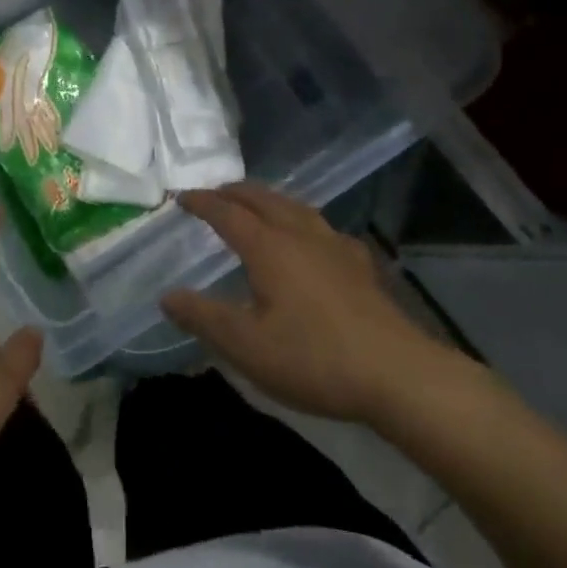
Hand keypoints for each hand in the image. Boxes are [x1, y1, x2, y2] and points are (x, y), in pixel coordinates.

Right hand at [162, 181, 464, 423]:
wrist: (399, 375)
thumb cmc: (314, 358)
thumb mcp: (247, 346)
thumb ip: (203, 317)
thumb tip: (167, 296)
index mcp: (268, 247)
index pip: (227, 212)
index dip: (202, 202)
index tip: (180, 198)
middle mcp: (300, 234)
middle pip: (262, 198)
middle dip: (234, 192)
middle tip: (214, 194)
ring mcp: (334, 246)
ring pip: (294, 207)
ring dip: (267, 200)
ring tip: (256, 206)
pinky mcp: (360, 264)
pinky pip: (321, 227)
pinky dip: (300, 221)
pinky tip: (310, 240)